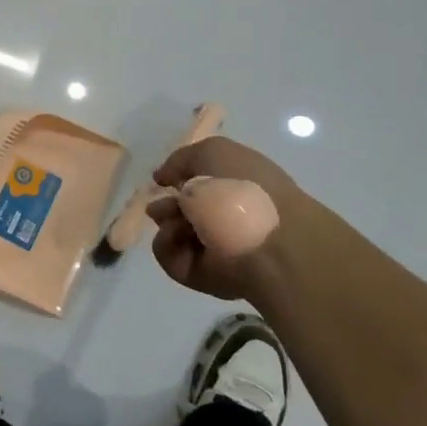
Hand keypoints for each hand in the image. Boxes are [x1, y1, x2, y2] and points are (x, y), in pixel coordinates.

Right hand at [146, 136, 315, 298]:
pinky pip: (170, 257)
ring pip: (173, 232)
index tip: (166, 180)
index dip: (180, 180)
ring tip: (175, 219)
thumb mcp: (213, 151)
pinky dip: (166, 244)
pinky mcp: (201, 275)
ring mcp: (214, 249)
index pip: (202, 186)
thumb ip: (181, 159)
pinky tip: (176, 234)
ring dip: (166, 221)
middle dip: (165, 204)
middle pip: (182, 211)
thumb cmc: (242, 186)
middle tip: (163, 202)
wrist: (263, 238)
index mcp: (238, 189)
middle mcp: (226, 219)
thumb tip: (163, 179)